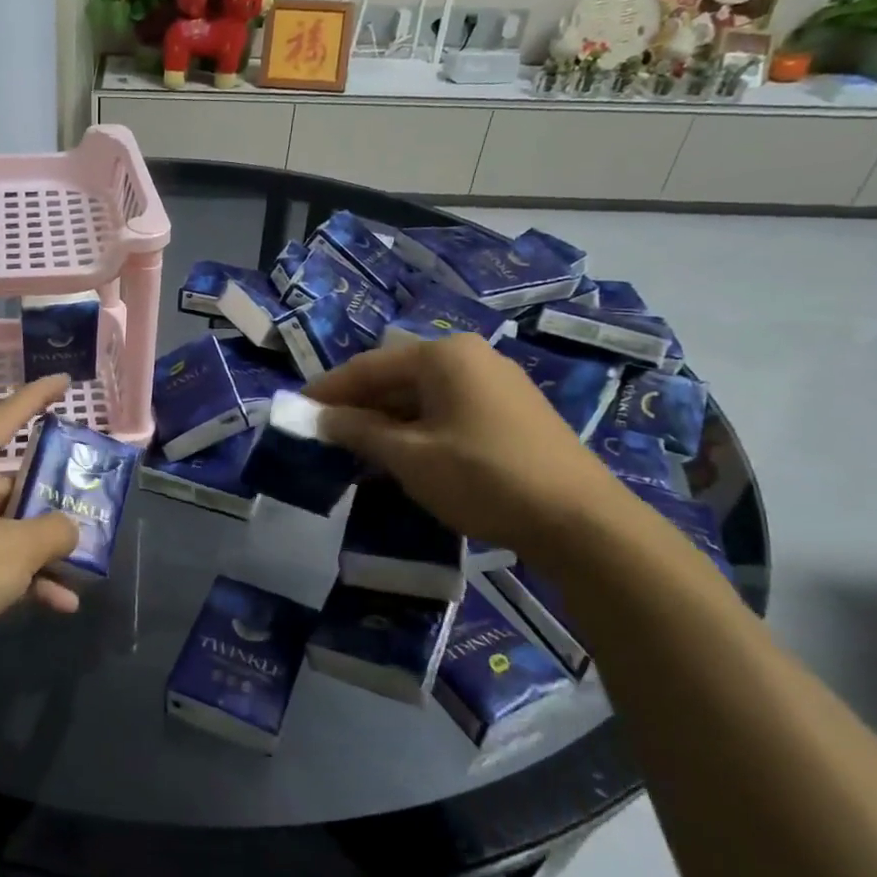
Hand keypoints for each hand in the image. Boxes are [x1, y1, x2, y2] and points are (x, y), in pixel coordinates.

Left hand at [0, 375, 81, 699]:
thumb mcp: (14, 548)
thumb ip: (54, 531)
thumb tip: (69, 529)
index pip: (5, 418)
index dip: (36, 397)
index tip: (64, 381)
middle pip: (14, 481)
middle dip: (55, 497)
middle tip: (95, 499)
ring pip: (10, 529)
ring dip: (46, 548)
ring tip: (88, 562)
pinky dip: (27, 580)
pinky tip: (61, 602)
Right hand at [305, 333, 626, 557]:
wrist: (580, 521)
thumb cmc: (483, 478)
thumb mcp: (409, 457)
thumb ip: (358, 431)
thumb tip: (320, 418)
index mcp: (443, 356)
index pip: (368, 366)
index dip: (327, 390)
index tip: (295, 410)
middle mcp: (470, 357)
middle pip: (396, 377)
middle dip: (357, 406)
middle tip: (323, 434)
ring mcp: (496, 383)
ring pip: (422, 396)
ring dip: (385, 420)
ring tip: (355, 449)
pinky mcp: (511, 413)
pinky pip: (447, 410)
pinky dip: (416, 428)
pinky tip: (402, 456)